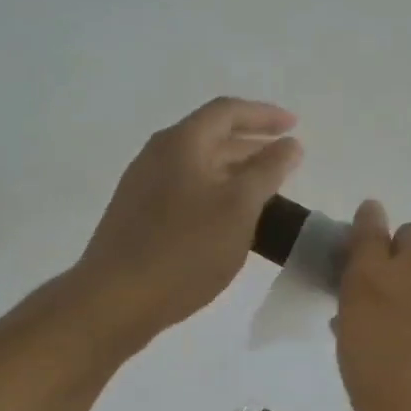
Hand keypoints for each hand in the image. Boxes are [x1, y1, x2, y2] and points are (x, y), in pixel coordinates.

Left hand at [73, 98, 302, 348]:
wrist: (116, 299)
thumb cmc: (185, 250)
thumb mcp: (238, 209)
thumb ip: (267, 172)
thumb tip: (290, 145)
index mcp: (181, 143)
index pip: (227, 112)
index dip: (264, 115)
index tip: (294, 126)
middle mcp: (157, 156)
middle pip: (210, 137)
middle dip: (250, 146)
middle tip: (284, 162)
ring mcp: (142, 187)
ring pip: (197, 167)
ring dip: (233, 173)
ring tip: (262, 193)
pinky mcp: (137, 217)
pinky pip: (183, 191)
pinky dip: (213, 195)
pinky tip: (227, 222)